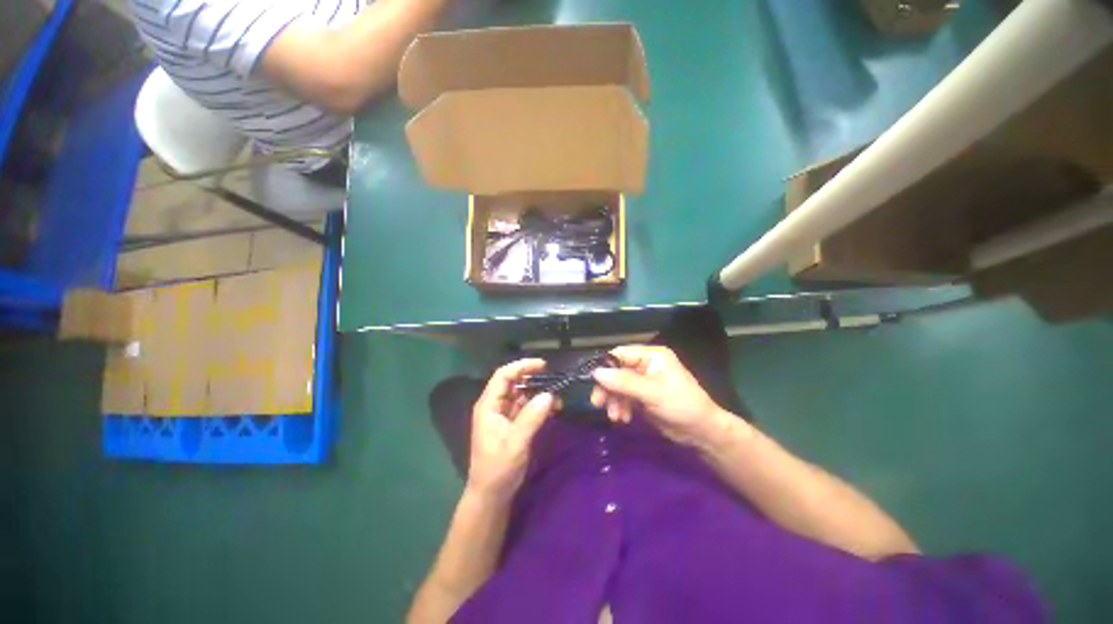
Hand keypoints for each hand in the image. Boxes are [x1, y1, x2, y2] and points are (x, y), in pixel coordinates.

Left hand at [466, 359, 556, 502]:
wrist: (491, 495)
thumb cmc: (498, 469)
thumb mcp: (515, 443)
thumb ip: (531, 418)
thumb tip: (550, 394)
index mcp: (489, 405)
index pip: (503, 376)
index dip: (522, 366)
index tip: (543, 365)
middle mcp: (495, 406)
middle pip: (513, 383)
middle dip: (533, 378)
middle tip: (554, 379)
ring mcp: (503, 415)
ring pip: (521, 395)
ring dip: (538, 393)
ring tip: (558, 395)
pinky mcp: (512, 425)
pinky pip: (526, 408)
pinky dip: (538, 405)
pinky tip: (552, 408)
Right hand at [591, 345, 731, 446]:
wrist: (701, 432)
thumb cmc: (681, 404)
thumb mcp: (652, 392)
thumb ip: (624, 381)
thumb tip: (596, 372)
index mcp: (651, 355)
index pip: (620, 354)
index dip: (606, 367)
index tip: (594, 382)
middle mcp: (645, 364)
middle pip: (617, 371)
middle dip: (608, 388)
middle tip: (598, 403)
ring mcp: (643, 380)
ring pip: (618, 386)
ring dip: (614, 401)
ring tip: (616, 417)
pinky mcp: (642, 395)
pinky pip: (624, 397)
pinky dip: (621, 407)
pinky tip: (623, 418)